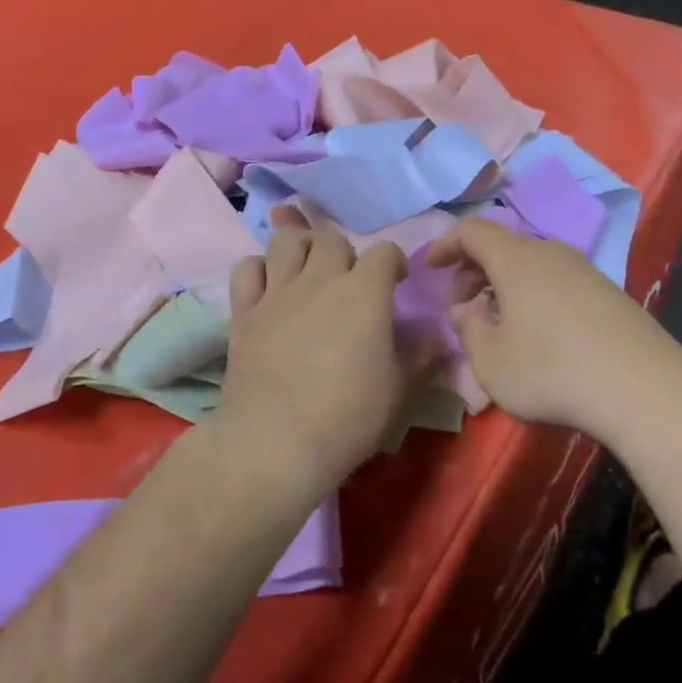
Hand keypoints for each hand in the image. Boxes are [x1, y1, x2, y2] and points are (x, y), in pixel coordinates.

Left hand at [216, 206, 416, 494]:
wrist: (275, 444)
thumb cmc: (348, 418)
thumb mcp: (400, 392)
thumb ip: (422, 357)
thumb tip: (437, 337)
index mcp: (365, 293)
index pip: (384, 252)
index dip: (393, 262)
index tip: (396, 283)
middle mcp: (320, 280)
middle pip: (331, 239)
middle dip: (345, 253)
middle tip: (349, 283)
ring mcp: (277, 293)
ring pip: (286, 241)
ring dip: (301, 248)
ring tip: (308, 273)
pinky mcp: (244, 312)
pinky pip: (247, 268)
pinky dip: (260, 270)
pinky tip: (270, 290)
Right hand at [427, 218, 681, 446]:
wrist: (642, 387)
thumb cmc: (551, 371)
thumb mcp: (491, 361)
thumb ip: (468, 329)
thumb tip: (464, 309)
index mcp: (516, 259)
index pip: (472, 230)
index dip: (445, 244)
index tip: (430, 268)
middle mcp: (551, 252)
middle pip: (503, 245)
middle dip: (473, 268)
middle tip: (461, 304)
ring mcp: (585, 270)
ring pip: (532, 263)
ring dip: (505, 283)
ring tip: (497, 321)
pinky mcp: (608, 292)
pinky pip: (557, 279)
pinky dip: (534, 293)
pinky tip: (538, 332)